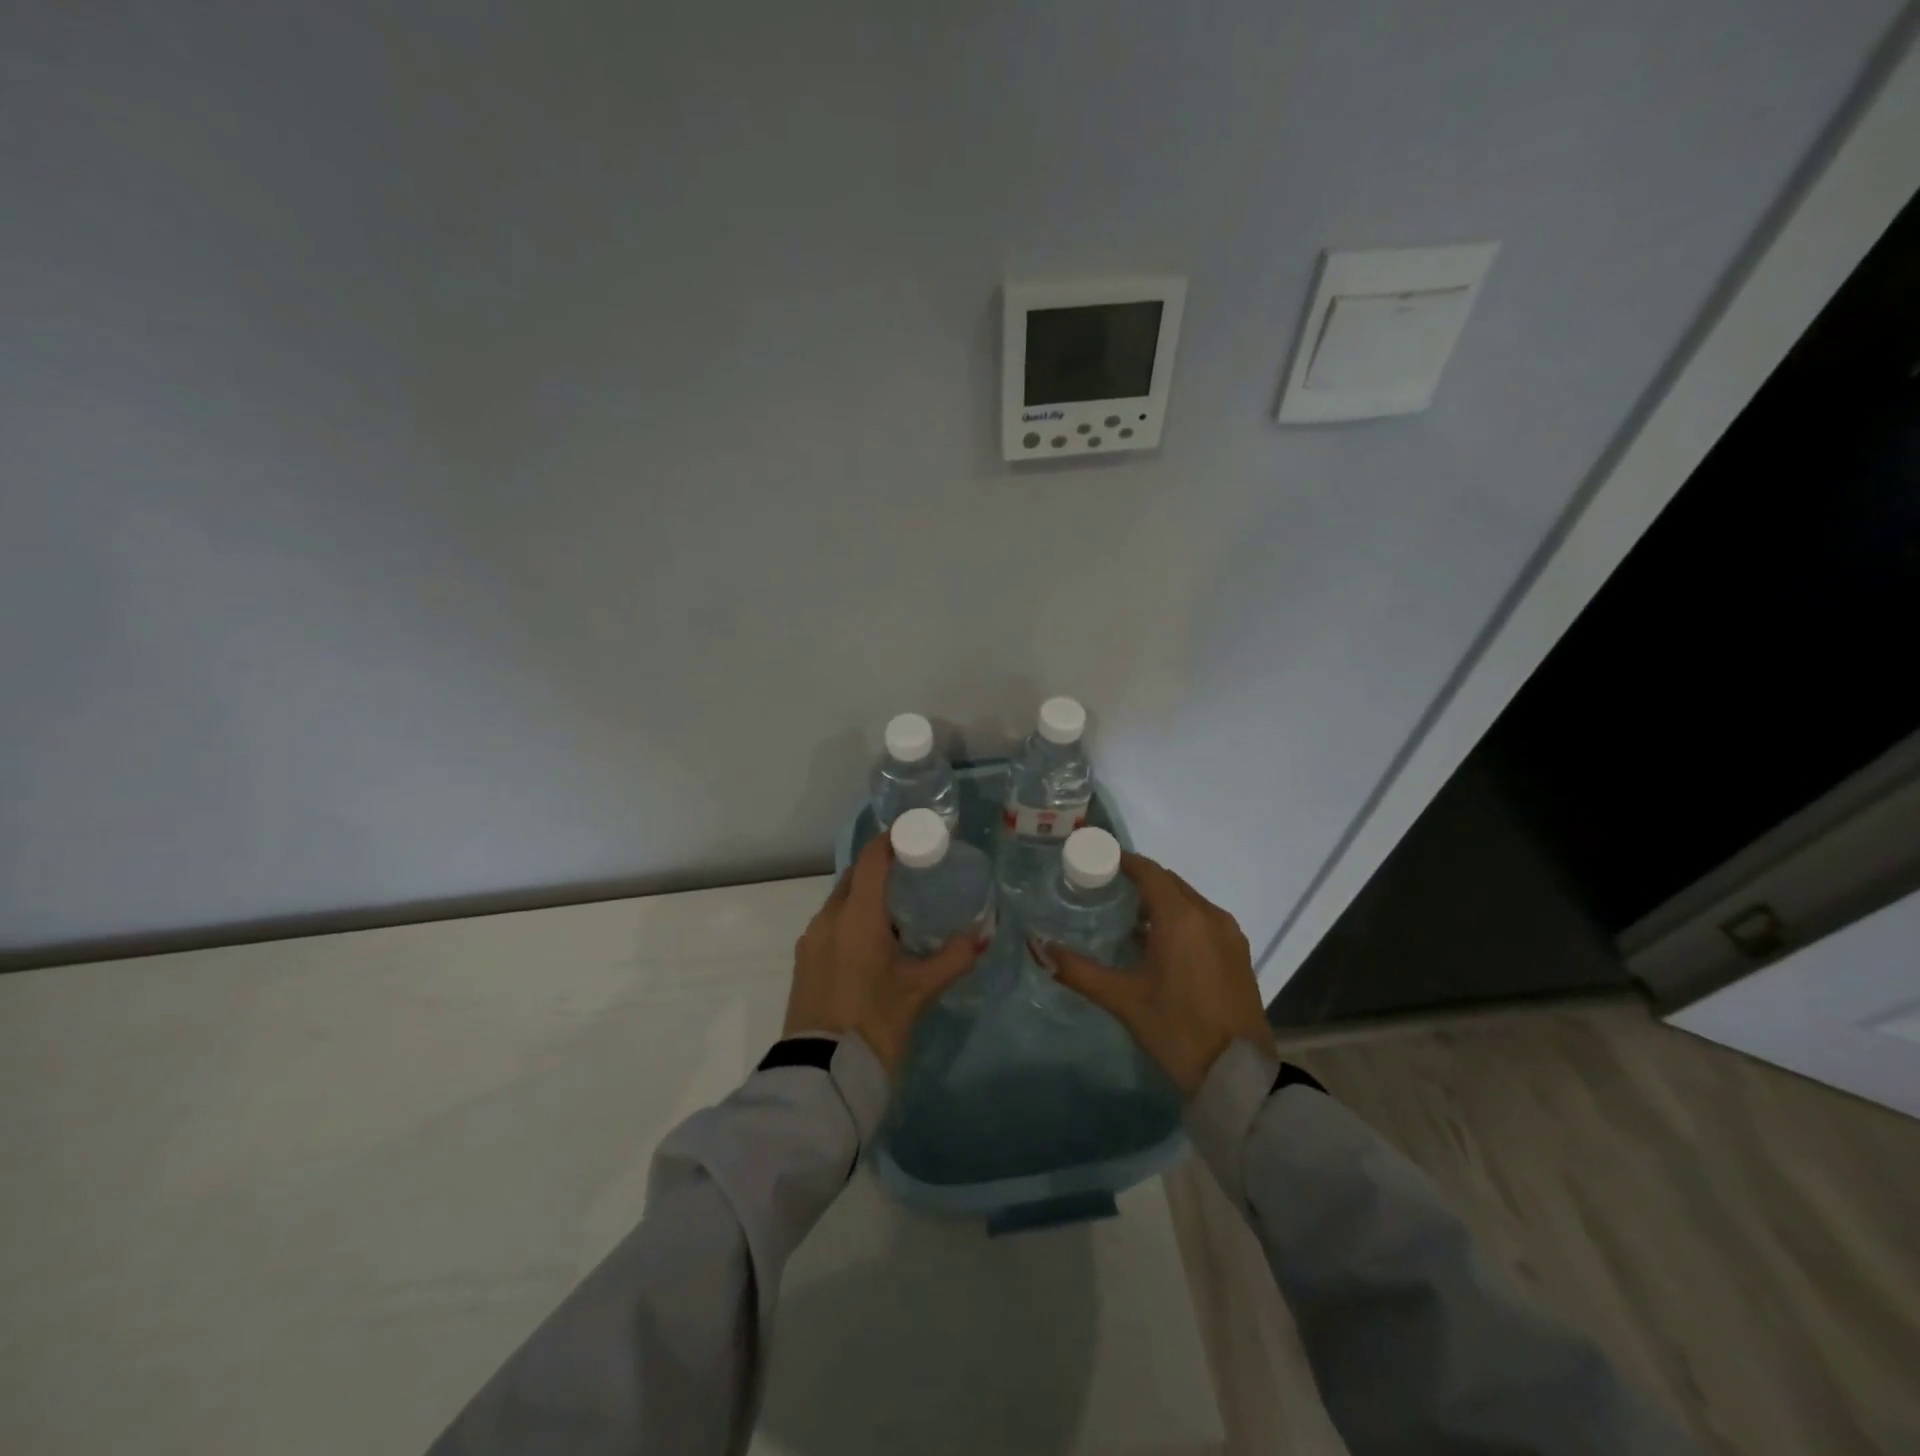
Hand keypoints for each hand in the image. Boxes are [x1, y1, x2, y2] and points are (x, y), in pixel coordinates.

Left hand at [783, 834, 983, 1075]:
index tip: (915, 833)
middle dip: (881, 868)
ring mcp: (811, 940)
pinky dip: (852, 920)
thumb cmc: (875, 1022)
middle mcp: (828, 918)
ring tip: (898, 910)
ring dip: (865, 897)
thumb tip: (982, 937)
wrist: (822, 1076)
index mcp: (856, 916)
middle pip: (854, 877)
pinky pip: (830, 925)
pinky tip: (873, 943)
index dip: (892, 839)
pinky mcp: (804, 962)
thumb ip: (953, 958)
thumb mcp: (919, 990)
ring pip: (840, 902)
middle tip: (914, 872)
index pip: (872, 858)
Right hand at [1039, 853, 1276, 1095]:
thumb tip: (1038, 947)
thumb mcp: (1122, 999)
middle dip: (1139, 882)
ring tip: (1129, 923)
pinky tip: (1160, 947)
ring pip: (1188, 901)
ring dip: (1160, 902)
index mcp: (1181, 918)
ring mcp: (1229, 934)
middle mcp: (1209, 915)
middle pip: (1169, 882)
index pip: (1149, 871)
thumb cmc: (1177, 1030)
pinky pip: (1204, 919)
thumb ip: (1078, 970)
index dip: (1122, 861)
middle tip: (1105, 891)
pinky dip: (1180, 920)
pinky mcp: (1238, 953)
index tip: (1095, 860)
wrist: (1238, 1076)